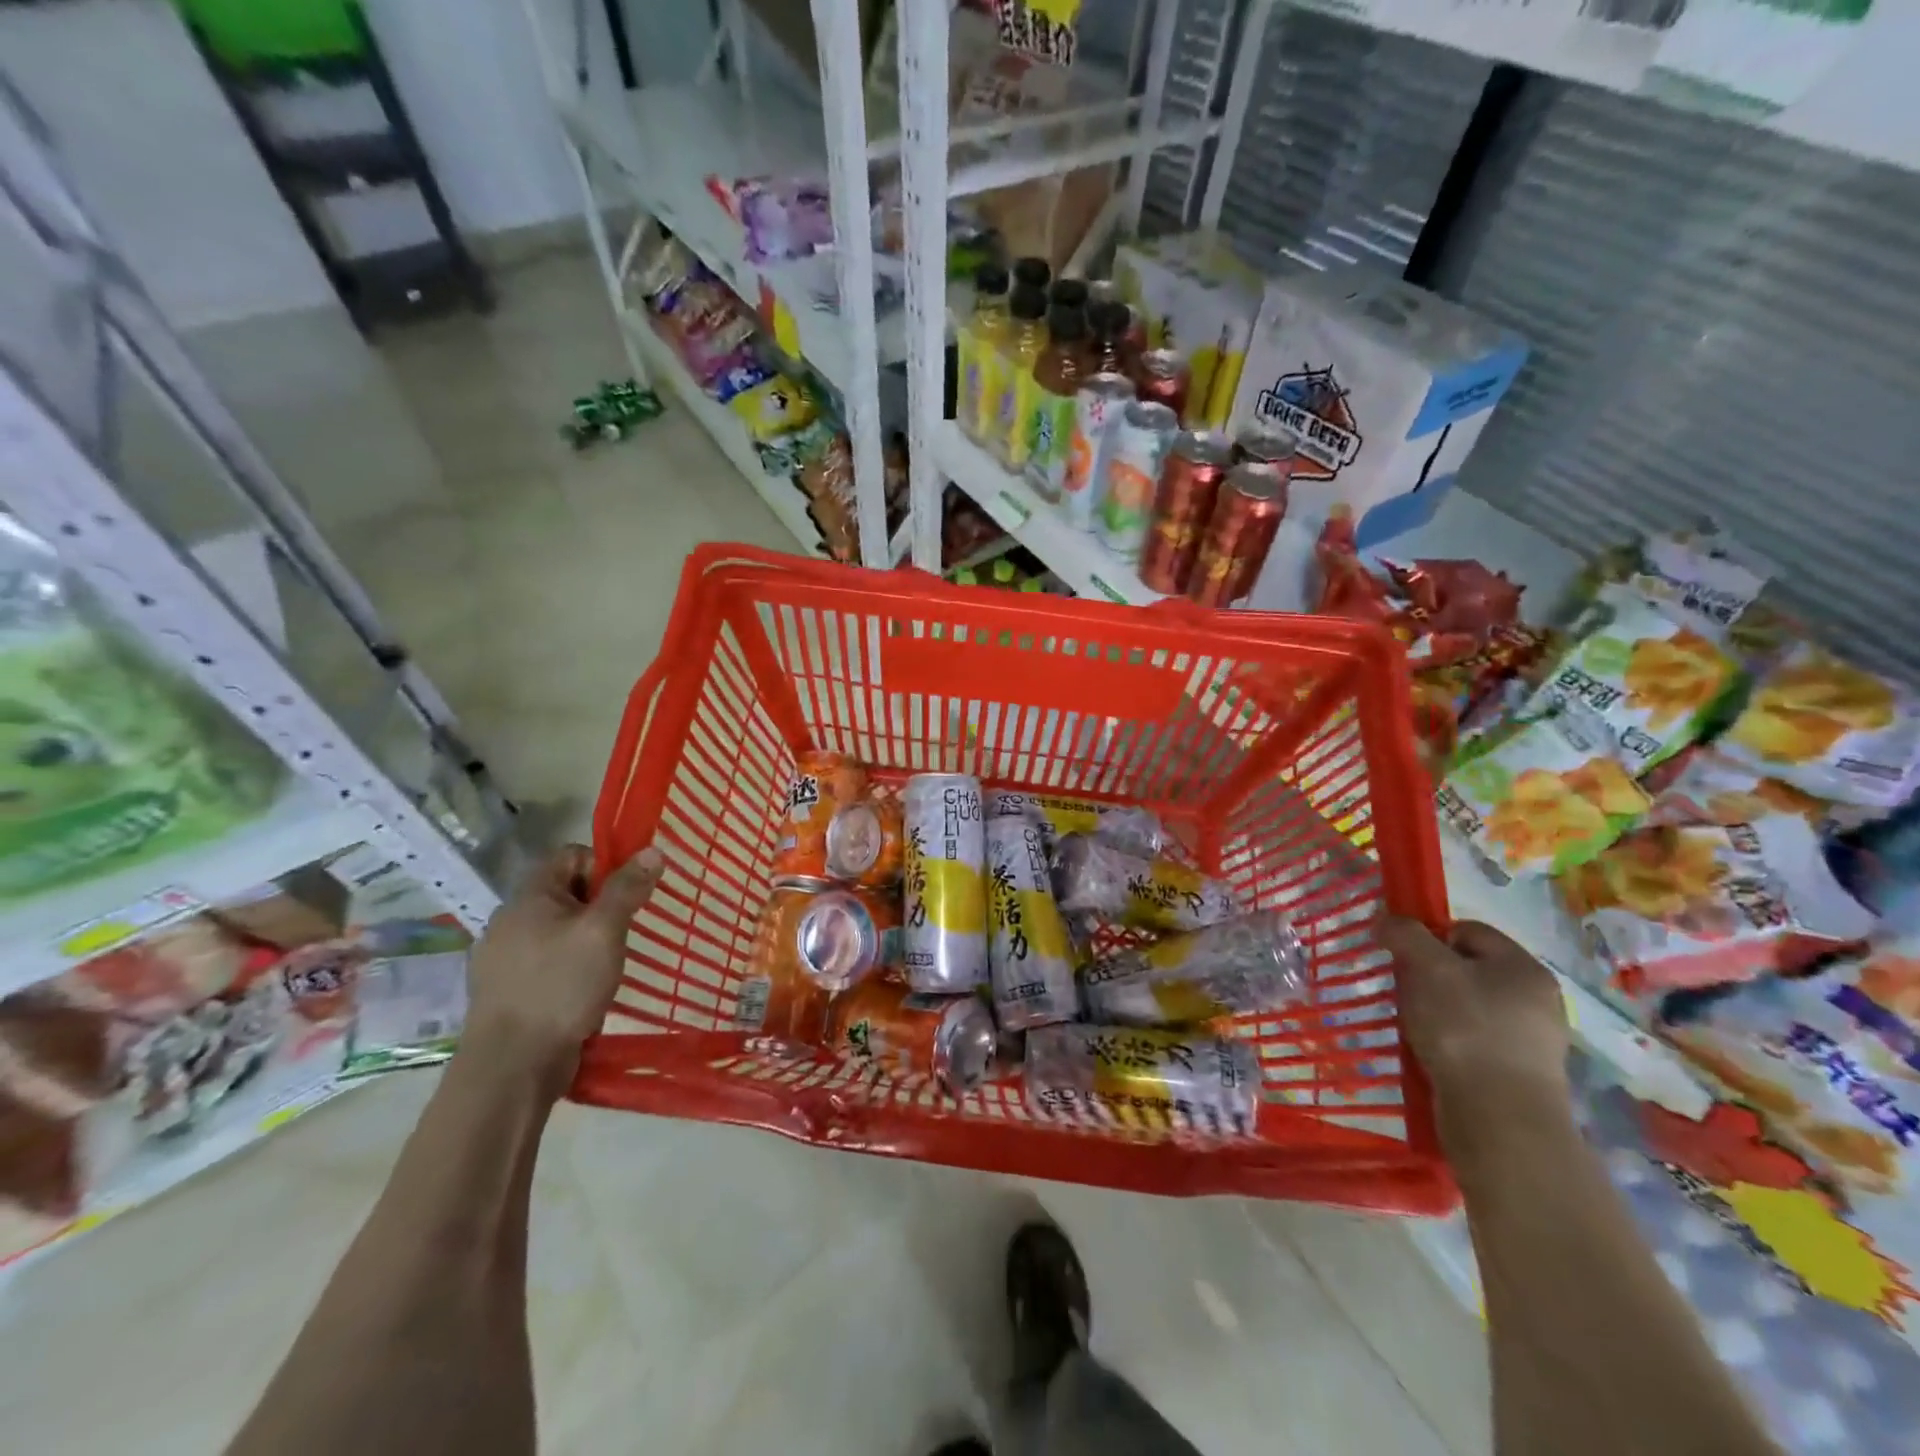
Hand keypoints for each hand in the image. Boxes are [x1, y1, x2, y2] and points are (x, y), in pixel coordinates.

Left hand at [461, 843, 663, 1090]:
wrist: (511, 1066)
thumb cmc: (561, 986)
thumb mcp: (604, 931)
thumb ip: (627, 889)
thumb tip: (653, 850)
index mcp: (528, 896)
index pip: (571, 855)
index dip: (604, 866)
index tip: (627, 896)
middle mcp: (509, 920)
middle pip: (565, 892)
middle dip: (599, 906)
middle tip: (624, 932)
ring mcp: (502, 958)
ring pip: (556, 930)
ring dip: (585, 939)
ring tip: (608, 965)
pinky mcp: (505, 991)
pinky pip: (545, 962)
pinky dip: (568, 967)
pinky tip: (584, 990)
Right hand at [1381, 916, 1571, 1121]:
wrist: (1499, 1120)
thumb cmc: (1465, 1030)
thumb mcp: (1426, 968)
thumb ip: (1405, 935)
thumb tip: (1386, 920)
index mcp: (1524, 967)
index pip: (1467, 930)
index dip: (1428, 936)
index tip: (1401, 958)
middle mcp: (1537, 1000)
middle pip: (1468, 969)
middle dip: (1430, 976)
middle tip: (1405, 992)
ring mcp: (1532, 1041)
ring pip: (1468, 1006)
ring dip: (1436, 1011)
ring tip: (1414, 1027)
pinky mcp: (1519, 1075)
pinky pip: (1474, 1041)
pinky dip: (1449, 1042)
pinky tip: (1431, 1054)